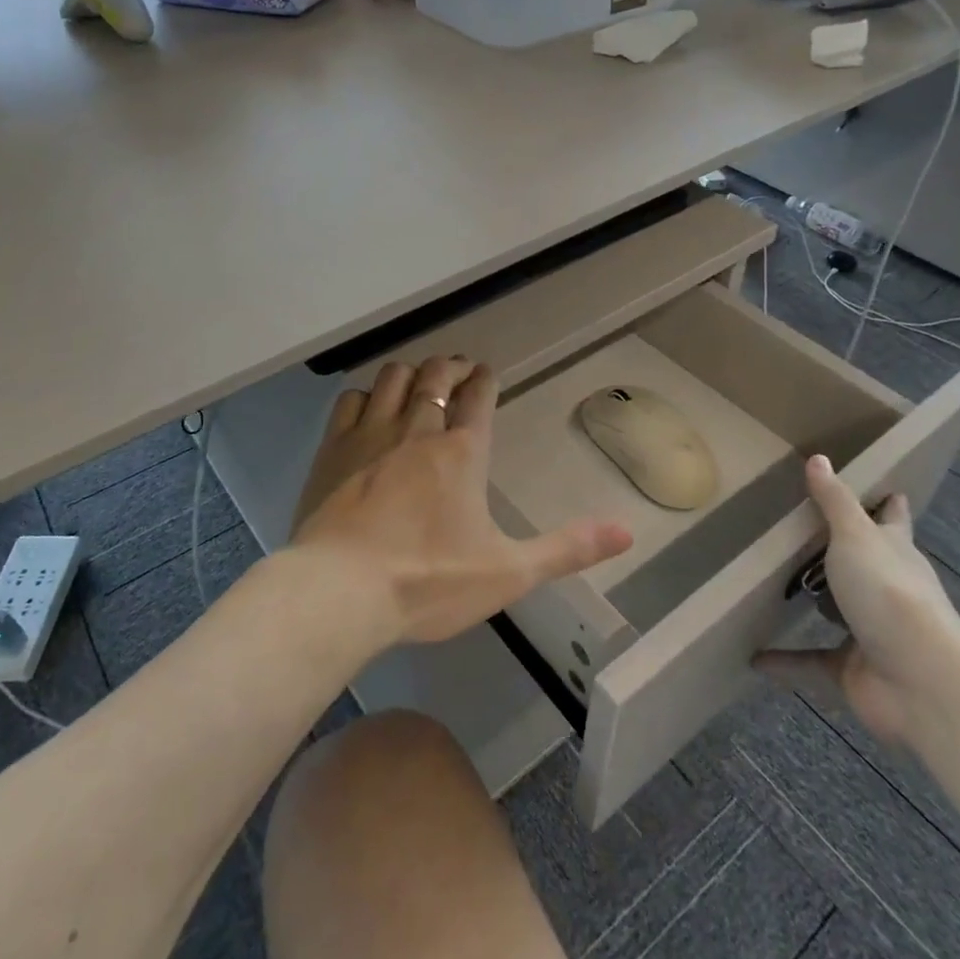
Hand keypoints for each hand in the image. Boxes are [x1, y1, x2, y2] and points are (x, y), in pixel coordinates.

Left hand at [291, 356, 633, 647]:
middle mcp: (418, 429)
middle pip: (436, 375)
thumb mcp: (509, 572)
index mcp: (463, 452)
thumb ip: (568, 548)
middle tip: (458, 371)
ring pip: (394, 378)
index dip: (485, 379)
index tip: (486, 373)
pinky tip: (369, 407)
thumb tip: (627, 530)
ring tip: (419, 381)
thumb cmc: (429, 581)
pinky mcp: (332, 449)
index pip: (479, 395)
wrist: (341, 592)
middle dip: (451, 367)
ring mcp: (370, 434)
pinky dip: (366, 395)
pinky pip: (350, 400)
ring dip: (411, 372)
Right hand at [756, 455, 959, 749]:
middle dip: (843, 554)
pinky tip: (753, 656)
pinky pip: (809, 661)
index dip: (888, 506)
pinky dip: (784, 660)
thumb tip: (818, 457)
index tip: (886, 490)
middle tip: (802, 532)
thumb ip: (834, 501)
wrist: (923, 684)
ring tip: (775, 587)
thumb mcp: (856, 537)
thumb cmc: (890, 594)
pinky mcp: (852, 670)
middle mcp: (886, 589)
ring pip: (838, 612)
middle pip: (864, 564)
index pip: (892, 521)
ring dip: (815, 605)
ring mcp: (871, 632)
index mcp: (895, 553)